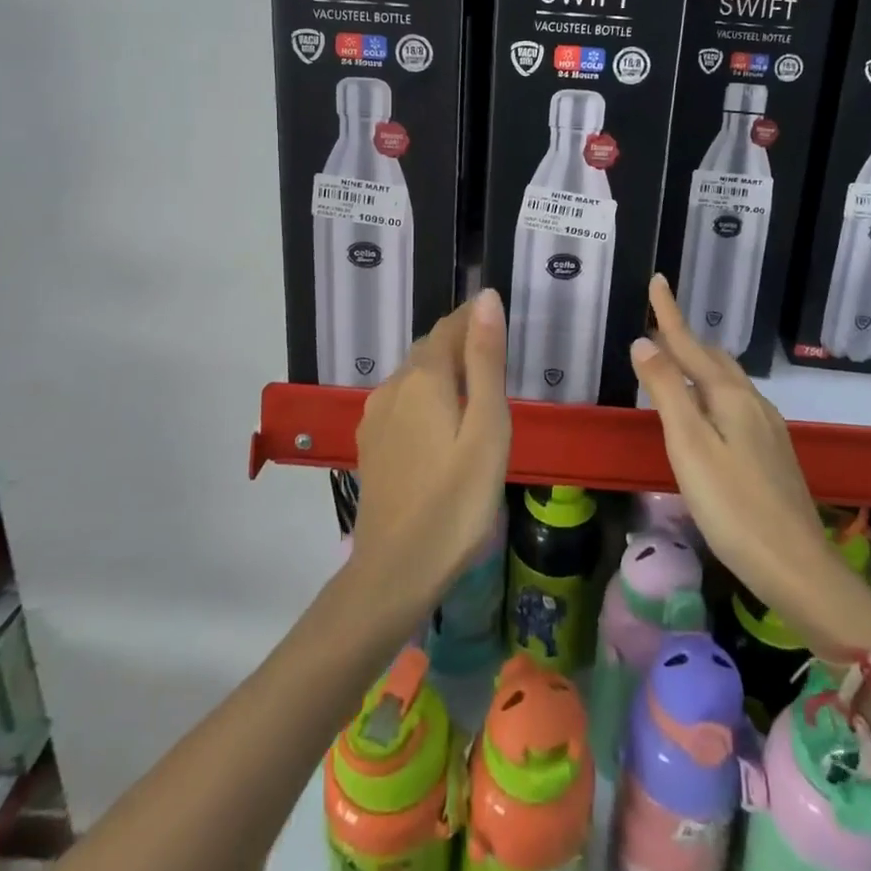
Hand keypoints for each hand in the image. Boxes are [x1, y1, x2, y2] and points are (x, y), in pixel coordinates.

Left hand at [349, 289, 510, 612]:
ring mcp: (376, 415)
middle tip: (495, 350)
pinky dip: (426, 394)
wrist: (395, 571)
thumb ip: (485, 361)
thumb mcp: (486, 428)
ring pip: (414, 374)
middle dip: (460, 340)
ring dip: (442, 368)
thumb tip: (487, 299)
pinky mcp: (371, 442)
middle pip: (430, 347)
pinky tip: (441, 419)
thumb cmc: (456, 500)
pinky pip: (402, 399)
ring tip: (474, 383)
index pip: (451, 326)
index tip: (500, 316)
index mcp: (423, 377)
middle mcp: (393, 385)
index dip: (475, 316)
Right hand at [630, 276, 870, 650]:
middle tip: (658, 326)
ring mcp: (768, 427)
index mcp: (729, 396)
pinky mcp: (772, 452)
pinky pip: (736, 403)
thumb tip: (643, 341)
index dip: (669, 314)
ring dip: (700, 364)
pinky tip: (709, 412)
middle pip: (712, 359)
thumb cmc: (733, 505)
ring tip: (677, 362)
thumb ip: (667, 391)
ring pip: (727, 381)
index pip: (690, 344)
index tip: (658, 280)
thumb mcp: (689, 446)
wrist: (796, 566)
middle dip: (684, 338)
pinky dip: (713, 391)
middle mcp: (752, 402)